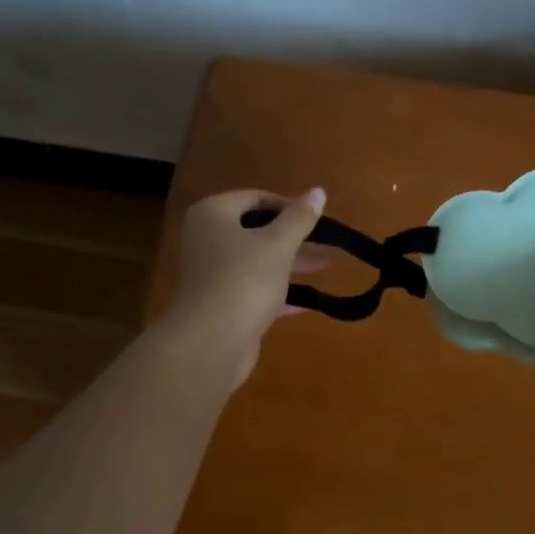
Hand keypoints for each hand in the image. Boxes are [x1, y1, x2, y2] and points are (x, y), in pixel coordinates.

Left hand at [163, 188, 328, 387]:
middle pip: (255, 230)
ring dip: (290, 262)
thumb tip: (318, 191)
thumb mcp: (278, 244)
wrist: (211, 342)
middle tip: (326, 242)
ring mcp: (212, 274)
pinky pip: (254, 289)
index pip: (253, 198)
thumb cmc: (244, 279)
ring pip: (257, 260)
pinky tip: (308, 301)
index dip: (287, 205)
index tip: (316, 217)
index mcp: (213, 215)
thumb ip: (300, 218)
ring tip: (326, 265)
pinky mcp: (221, 304)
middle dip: (293, 236)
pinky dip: (278, 291)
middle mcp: (207, 239)